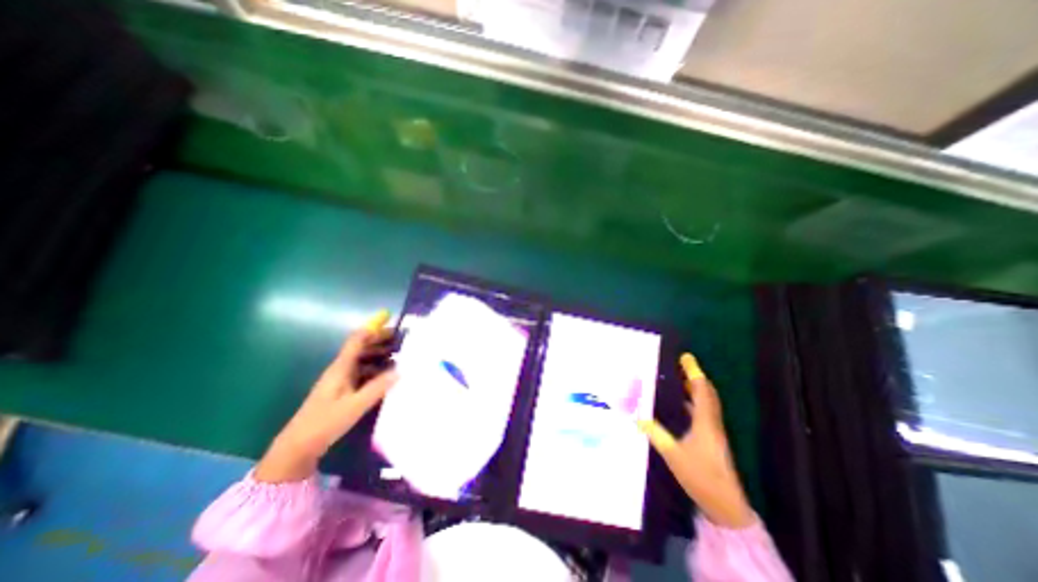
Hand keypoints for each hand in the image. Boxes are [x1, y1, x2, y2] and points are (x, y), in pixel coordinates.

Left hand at [258, 310, 397, 481]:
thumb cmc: (325, 422)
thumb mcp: (355, 405)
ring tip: (400, 353)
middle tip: (402, 337)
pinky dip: (376, 367)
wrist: (298, 447)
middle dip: (381, 338)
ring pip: (363, 358)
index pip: (358, 339)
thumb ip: (378, 387)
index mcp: (341, 367)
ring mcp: (341, 379)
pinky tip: (388, 373)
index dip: (372, 326)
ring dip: (380, 353)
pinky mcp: (342, 389)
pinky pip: (362, 371)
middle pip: (362, 346)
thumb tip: (401, 370)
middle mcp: (341, 369)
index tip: (389, 316)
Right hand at [634, 353, 755, 528]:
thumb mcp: (673, 455)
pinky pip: (704, 413)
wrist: (725, 506)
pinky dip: (695, 402)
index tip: (686, 358)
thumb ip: (656, 434)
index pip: (701, 391)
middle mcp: (712, 423)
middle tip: (682, 365)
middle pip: (707, 394)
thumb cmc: (700, 477)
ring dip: (697, 389)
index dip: (694, 373)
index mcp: (705, 423)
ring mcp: (714, 432)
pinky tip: (684, 405)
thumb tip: (638, 417)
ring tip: (682, 379)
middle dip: (696, 377)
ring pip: (707, 403)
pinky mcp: (712, 440)